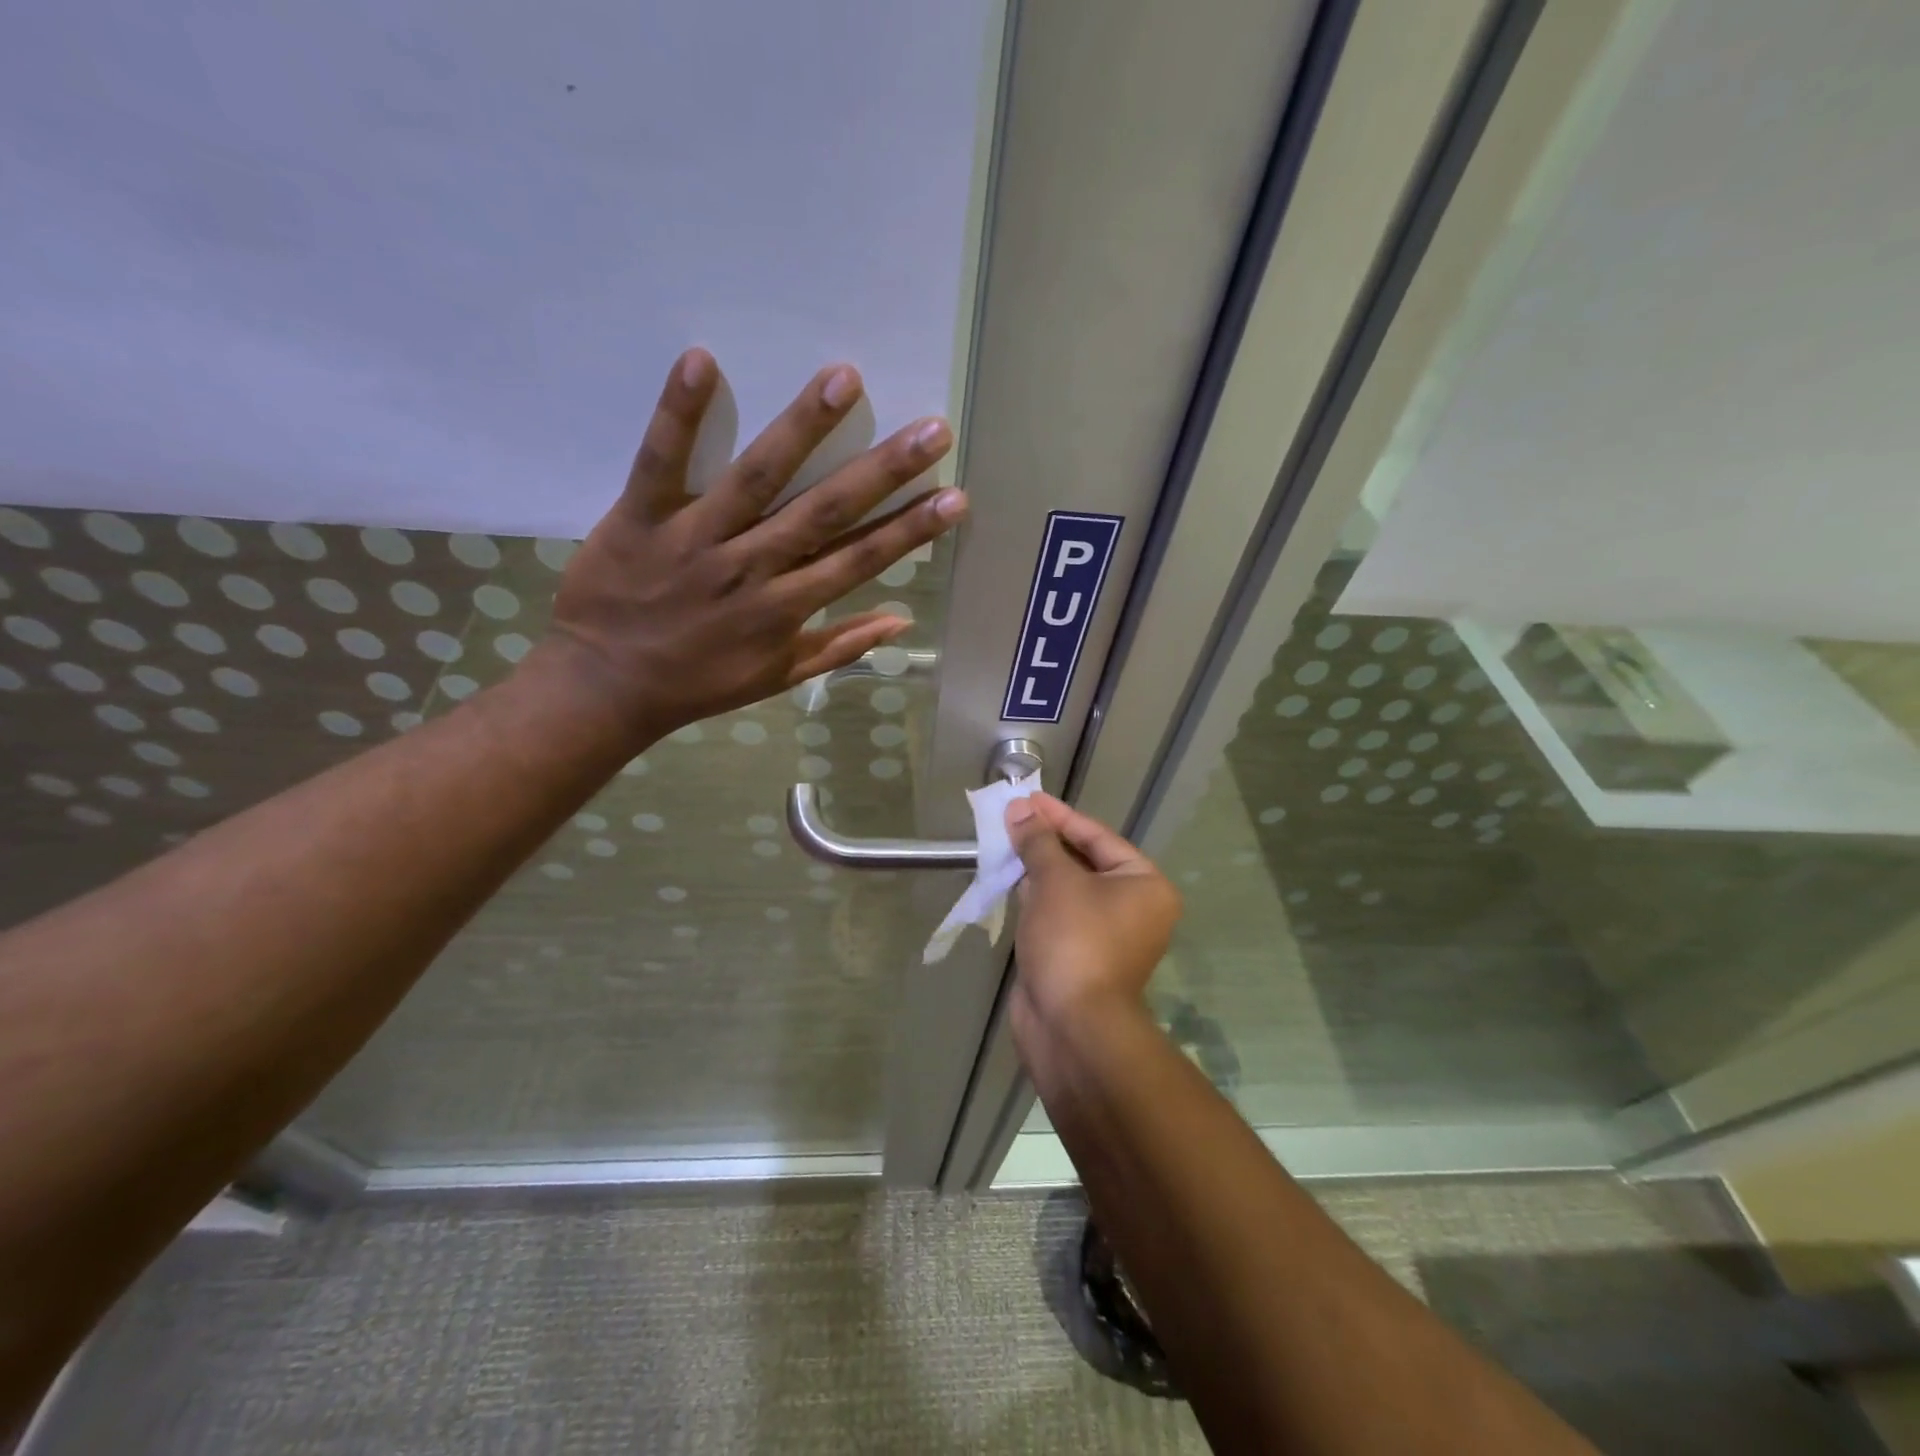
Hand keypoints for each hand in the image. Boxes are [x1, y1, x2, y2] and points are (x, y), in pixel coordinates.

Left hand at [532, 349, 966, 742]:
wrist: (607, 686)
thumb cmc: (699, 683)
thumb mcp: (778, 677)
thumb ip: (839, 647)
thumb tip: (900, 621)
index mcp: (786, 608)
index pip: (860, 560)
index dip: (910, 530)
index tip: (954, 497)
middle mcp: (752, 567)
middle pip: (826, 512)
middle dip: (883, 470)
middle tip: (933, 429)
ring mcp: (696, 538)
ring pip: (757, 477)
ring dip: (802, 427)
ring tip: (845, 379)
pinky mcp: (640, 516)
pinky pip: (661, 460)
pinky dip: (680, 413)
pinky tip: (702, 360)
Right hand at [1003, 794, 1181, 1045]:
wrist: (1072, 1027)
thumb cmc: (1074, 941)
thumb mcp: (1055, 882)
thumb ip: (1037, 842)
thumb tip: (1020, 808)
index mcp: (1144, 885)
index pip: (1098, 837)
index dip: (1059, 816)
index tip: (1028, 798)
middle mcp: (1134, 908)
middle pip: (1085, 861)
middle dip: (1046, 841)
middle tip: (1012, 818)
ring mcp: (1107, 935)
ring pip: (1069, 889)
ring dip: (1039, 868)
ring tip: (1006, 842)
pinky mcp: (1081, 956)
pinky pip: (1059, 915)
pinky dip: (1037, 898)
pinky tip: (1011, 881)